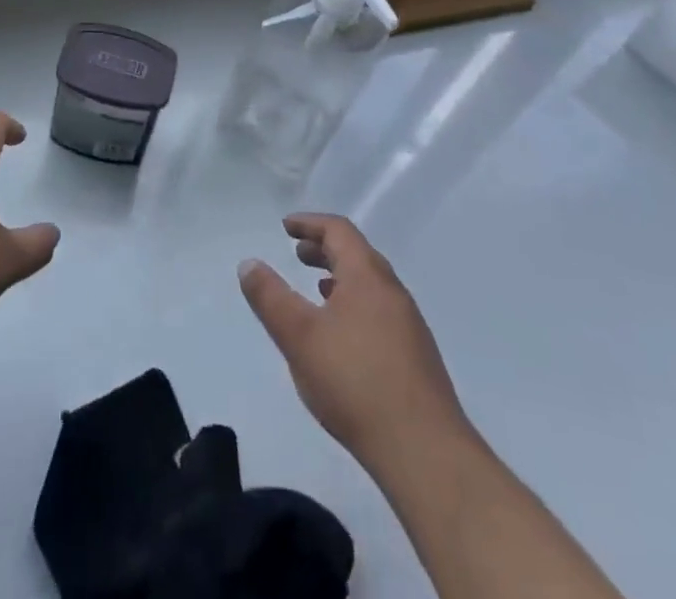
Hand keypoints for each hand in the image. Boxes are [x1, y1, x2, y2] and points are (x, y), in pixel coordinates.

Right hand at [239, 214, 470, 476]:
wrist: (425, 452)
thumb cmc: (355, 382)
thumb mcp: (299, 336)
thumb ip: (270, 297)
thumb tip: (249, 263)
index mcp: (368, 276)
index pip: (339, 230)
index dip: (310, 223)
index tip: (286, 227)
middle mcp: (393, 291)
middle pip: (357, 254)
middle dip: (324, 249)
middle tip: (298, 254)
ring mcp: (409, 325)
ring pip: (370, 285)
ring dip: (341, 277)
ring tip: (317, 290)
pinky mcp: (416, 357)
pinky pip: (380, 311)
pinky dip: (355, 304)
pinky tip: (344, 336)